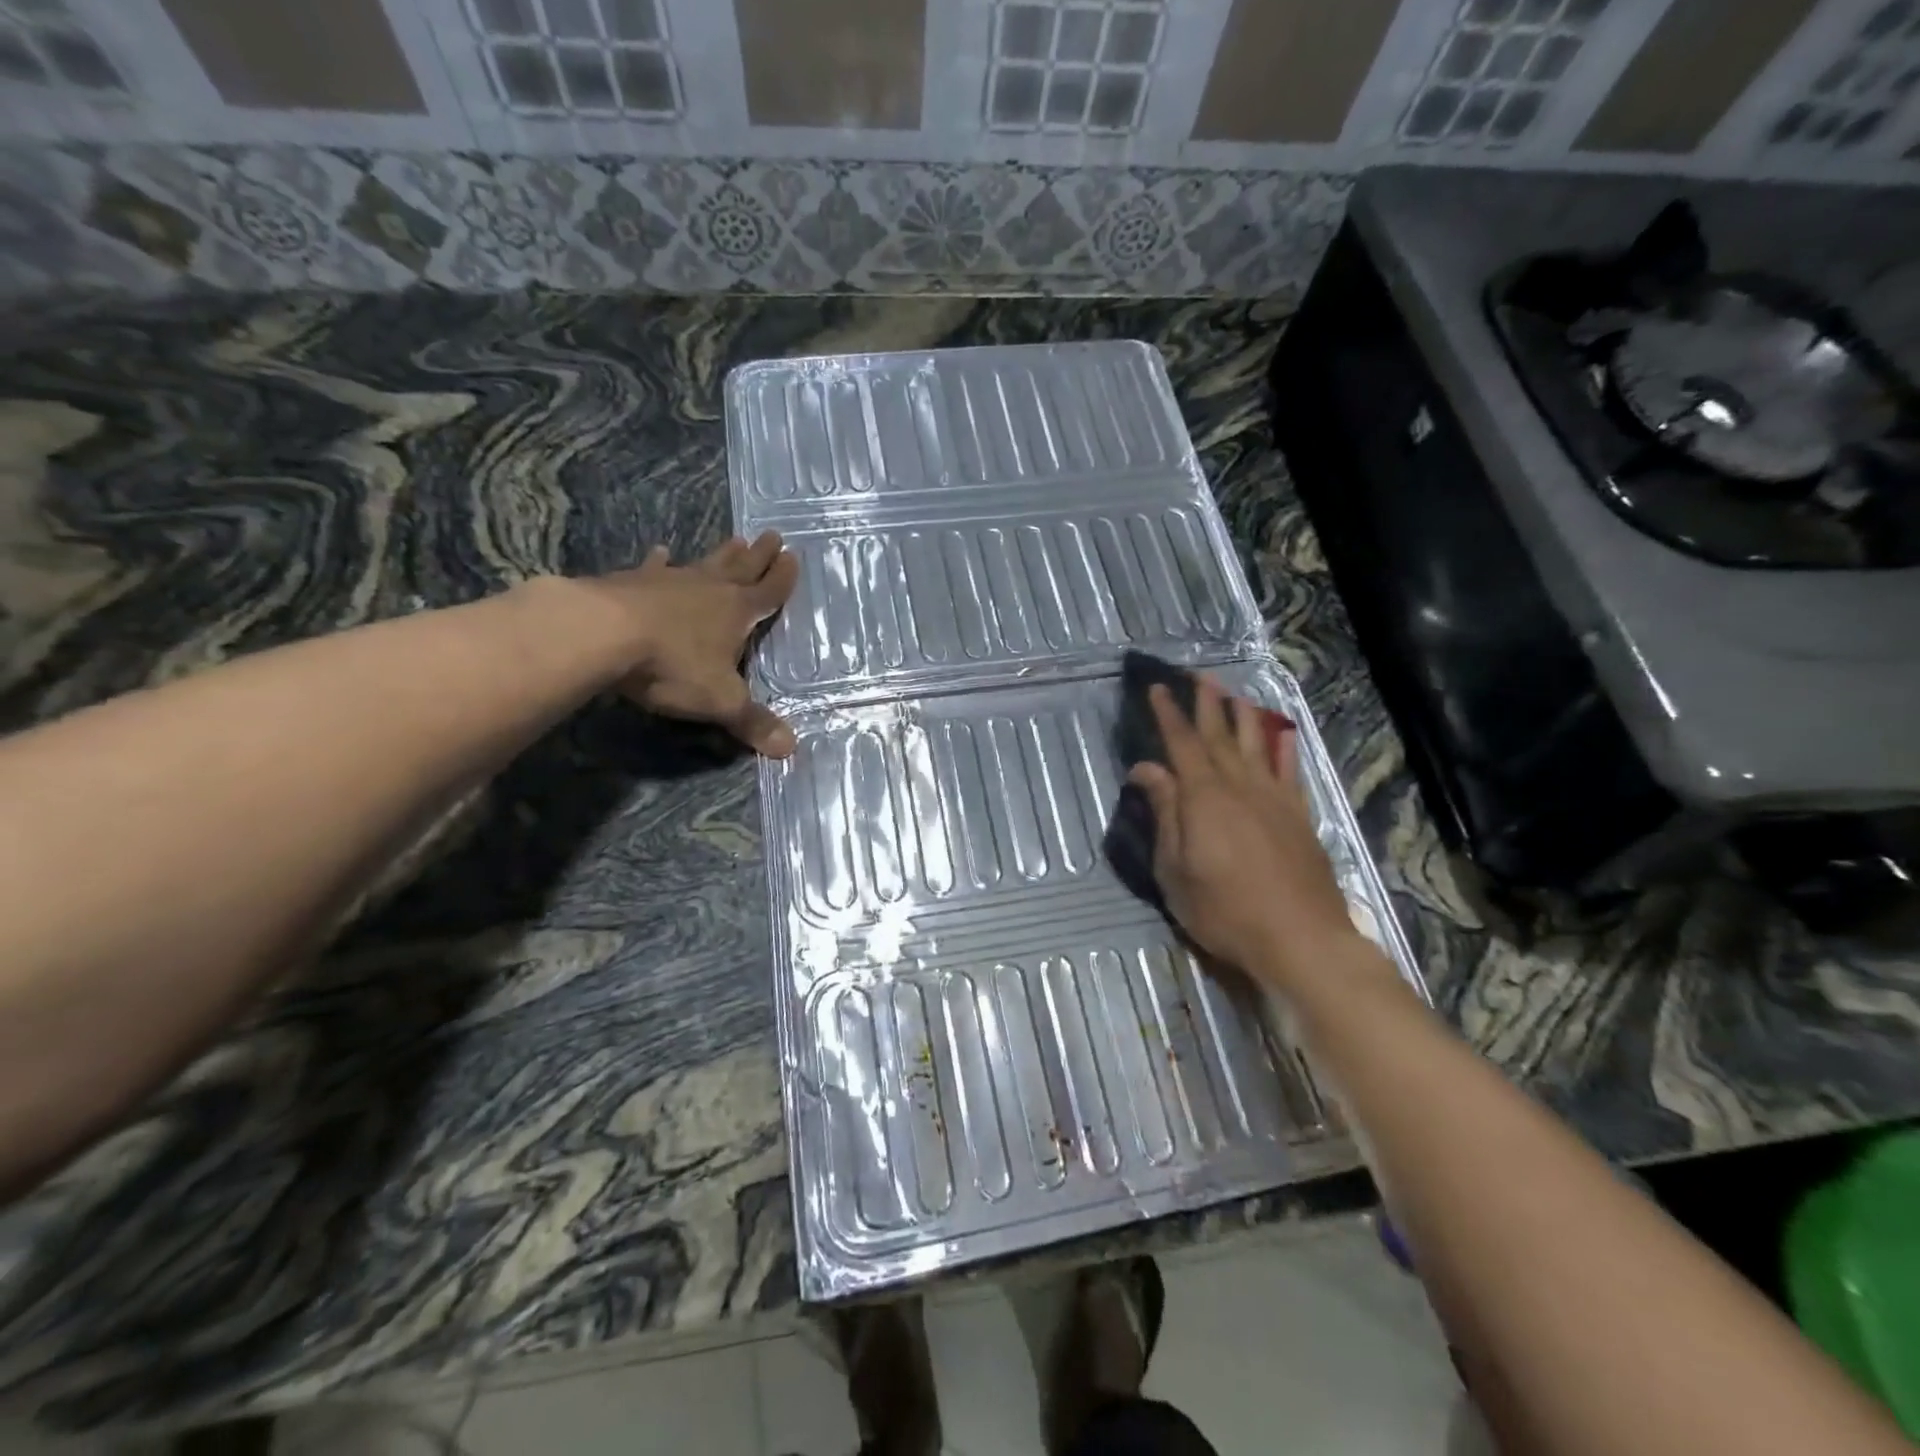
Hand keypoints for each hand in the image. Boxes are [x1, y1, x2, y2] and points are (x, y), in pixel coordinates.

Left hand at [584, 531, 800, 756]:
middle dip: (760, 555)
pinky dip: (660, 561)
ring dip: (722, 554)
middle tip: (773, 535)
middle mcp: (709, 590)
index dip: (783, 578)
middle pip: (742, 568)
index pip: (769, 593)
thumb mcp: (720, 700)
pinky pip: (654, 568)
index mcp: (737, 613)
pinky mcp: (632, 582)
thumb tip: (790, 748)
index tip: (794, 557)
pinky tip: (661, 551)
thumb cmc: (673, 665)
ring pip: (704, 564)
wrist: (602, 633)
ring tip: (735, 539)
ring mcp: (670, 582)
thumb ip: (752, 722)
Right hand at [1127, 679, 1357, 984]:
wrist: (1300, 938)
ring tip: (1233, 693)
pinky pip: (1289, 769)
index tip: (1158, 688)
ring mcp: (1274, 797)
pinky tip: (1281, 733)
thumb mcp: (1175, 870)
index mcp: (1203, 797)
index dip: (1168, 714)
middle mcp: (1239, 785)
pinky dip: (1282, 747)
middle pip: (1219, 734)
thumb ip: (1164, 813)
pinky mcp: (1299, 814)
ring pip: (1256, 743)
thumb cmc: (1224, 910)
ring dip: (1242, 714)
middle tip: (1197, 675)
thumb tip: (1146, 769)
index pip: (1181, 743)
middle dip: (1207, 702)